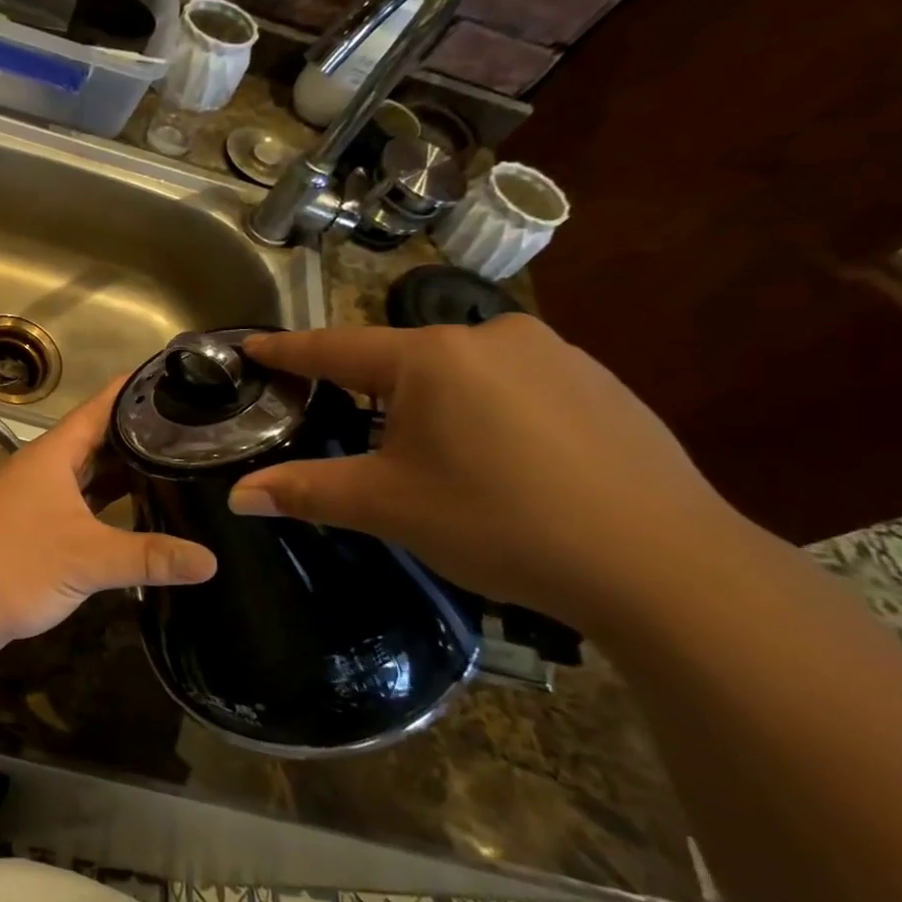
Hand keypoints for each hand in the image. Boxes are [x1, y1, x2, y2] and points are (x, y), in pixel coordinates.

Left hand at [0, 377, 215, 663]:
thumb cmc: (14, 564)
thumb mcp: (87, 557)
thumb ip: (149, 556)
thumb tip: (212, 561)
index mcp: (54, 454)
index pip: (101, 407)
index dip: (137, 391)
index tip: (181, 380)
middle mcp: (46, 469)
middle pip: (100, 441)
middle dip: (142, 436)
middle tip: (199, 433)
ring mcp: (39, 500)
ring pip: (91, 477)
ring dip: (127, 475)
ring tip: (181, 470)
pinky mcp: (36, 530)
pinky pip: (83, 508)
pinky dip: (110, 509)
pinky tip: (142, 518)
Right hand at [227, 317, 735, 619]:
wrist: (664, 564)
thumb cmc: (499, 521)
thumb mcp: (387, 506)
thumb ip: (305, 491)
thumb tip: (237, 495)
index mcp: (430, 357)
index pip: (335, 347)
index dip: (288, 351)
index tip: (252, 346)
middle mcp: (490, 337)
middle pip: (401, 358)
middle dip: (366, 386)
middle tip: (343, 422)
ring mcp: (554, 354)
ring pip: (460, 370)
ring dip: (430, 400)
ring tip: (428, 452)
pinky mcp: (601, 382)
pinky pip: (513, 384)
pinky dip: (485, 409)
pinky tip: (499, 457)